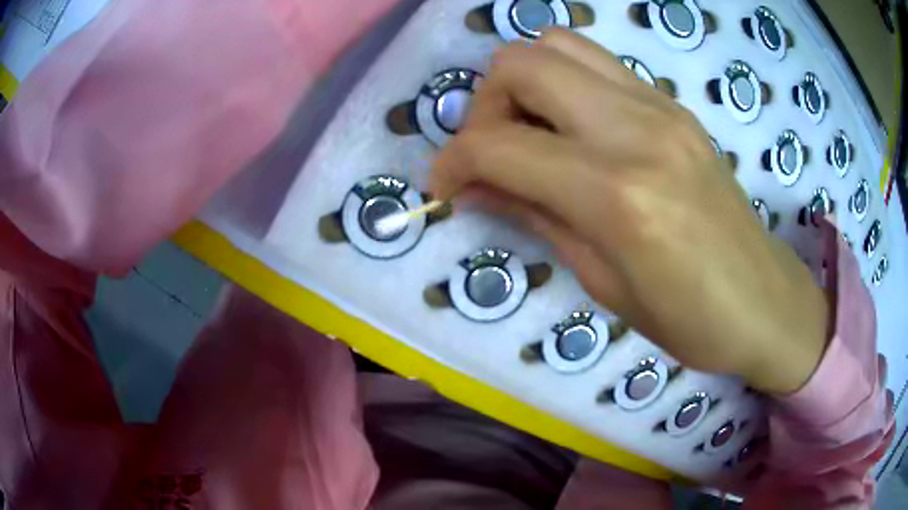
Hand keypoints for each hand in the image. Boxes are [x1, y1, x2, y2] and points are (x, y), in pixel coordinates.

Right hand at [429, 29, 829, 394]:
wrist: (764, 301)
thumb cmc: (689, 320)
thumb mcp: (602, 283)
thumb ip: (534, 216)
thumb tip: (474, 185)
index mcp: (617, 193)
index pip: (499, 145)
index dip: (452, 162)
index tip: (444, 186)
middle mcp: (636, 128)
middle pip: (522, 62)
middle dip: (484, 104)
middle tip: (491, 154)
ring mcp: (660, 106)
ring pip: (558, 45)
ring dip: (524, 84)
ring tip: (530, 136)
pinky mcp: (673, 105)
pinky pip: (597, 65)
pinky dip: (564, 86)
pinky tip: (573, 132)